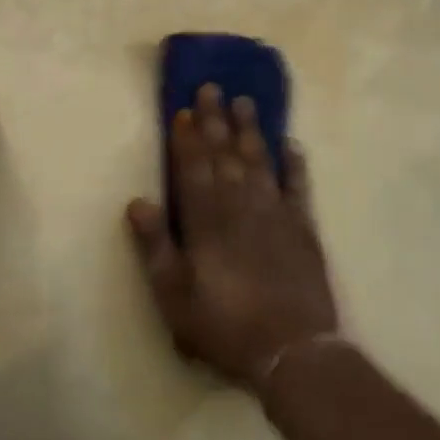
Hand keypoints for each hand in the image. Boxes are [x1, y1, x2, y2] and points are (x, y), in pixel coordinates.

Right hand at [126, 84, 338, 391]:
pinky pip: (298, 186)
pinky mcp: (303, 227)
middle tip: (213, 88)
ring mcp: (275, 213)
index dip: (187, 139)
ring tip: (246, 101)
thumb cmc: (224, 326)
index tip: (185, 109)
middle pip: (225, 154)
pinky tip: (291, 144)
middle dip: (216, 120)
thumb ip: (155, 246)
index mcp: (206, 220)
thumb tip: (136, 201)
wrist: (292, 351)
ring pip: (259, 160)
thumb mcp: (174, 296)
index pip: (193, 168)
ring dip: (251, 130)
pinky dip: (295, 163)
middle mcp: (239, 206)